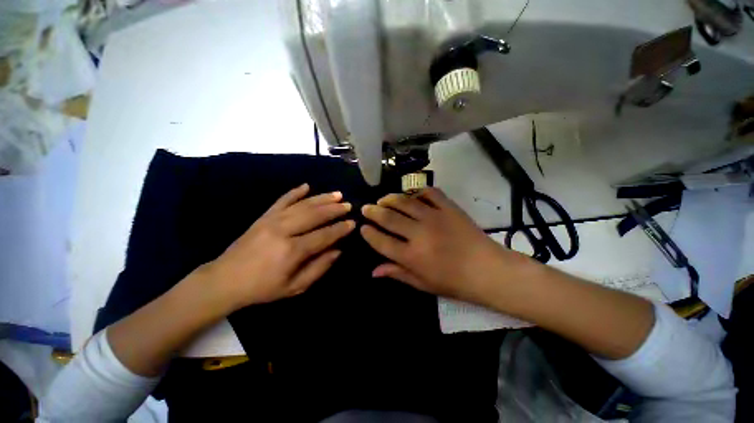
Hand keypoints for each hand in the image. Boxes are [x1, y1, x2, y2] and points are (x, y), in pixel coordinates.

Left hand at [205, 184, 354, 310]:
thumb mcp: (295, 287)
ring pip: (302, 205)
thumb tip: (338, 251)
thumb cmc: (263, 288)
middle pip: (314, 215)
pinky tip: (306, 186)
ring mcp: (272, 220)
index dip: (340, 229)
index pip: (323, 235)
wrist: (224, 280)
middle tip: (348, 205)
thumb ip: (319, 268)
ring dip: (321, 198)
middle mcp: (283, 231)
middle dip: (334, 209)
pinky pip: (282, 200)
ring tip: (337, 194)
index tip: (352, 223)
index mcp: (292, 251)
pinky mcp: (263, 216)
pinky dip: (295, 192)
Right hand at [360, 188, 522, 304]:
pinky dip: (418, 191)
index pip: (381, 241)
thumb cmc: (454, 282)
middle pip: (389, 217)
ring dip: (390, 199)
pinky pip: (430, 193)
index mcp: (412, 256)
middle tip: (366, 208)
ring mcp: (435, 217)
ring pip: (405, 201)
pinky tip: (411, 194)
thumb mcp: (423, 284)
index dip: (368, 234)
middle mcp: (419, 234)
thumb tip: (373, 271)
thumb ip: (397, 274)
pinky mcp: (449, 208)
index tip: (362, 228)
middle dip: (373, 211)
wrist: (488, 270)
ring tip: (383, 199)